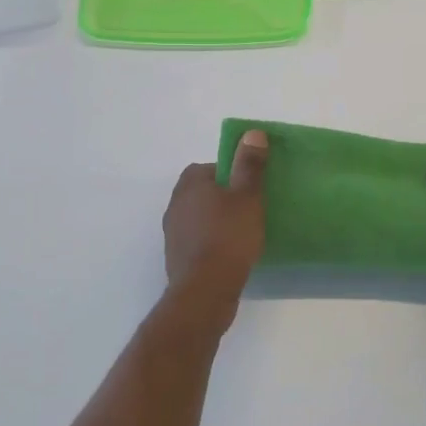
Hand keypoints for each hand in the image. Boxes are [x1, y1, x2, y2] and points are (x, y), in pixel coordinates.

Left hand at [161, 130, 268, 332]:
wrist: (205, 292)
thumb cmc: (228, 237)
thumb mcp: (247, 196)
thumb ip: (250, 165)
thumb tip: (252, 133)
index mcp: (190, 184)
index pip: (211, 167)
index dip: (233, 174)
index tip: (251, 188)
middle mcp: (175, 204)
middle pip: (204, 192)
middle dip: (225, 198)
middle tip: (250, 210)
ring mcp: (173, 233)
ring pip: (200, 217)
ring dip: (217, 222)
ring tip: (243, 233)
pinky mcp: (176, 258)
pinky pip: (197, 241)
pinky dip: (211, 243)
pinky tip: (230, 255)